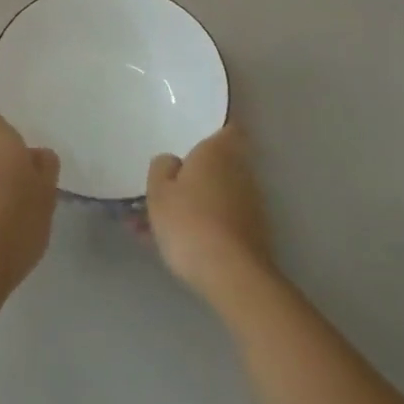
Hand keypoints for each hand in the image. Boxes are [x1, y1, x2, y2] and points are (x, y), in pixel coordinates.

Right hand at [145, 124, 272, 303]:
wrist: (231, 275)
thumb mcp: (159, 192)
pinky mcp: (252, 235)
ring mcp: (250, 205)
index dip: (214, 131)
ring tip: (150, 226)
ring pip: (214, 196)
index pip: (227, 128)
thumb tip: (173, 161)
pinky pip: (218, 221)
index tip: (193, 139)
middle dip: (192, 176)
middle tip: (161, 189)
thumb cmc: (189, 221)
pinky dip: (199, 227)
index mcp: (219, 152)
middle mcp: (240, 172)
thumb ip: (162, 169)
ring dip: (190, 205)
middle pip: (217, 166)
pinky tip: (171, 246)